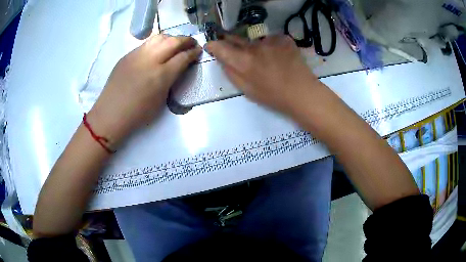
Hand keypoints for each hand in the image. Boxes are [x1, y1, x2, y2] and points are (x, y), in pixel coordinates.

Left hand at [87, 34, 201, 146]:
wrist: (111, 113)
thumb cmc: (137, 114)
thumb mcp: (161, 101)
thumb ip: (171, 81)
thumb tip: (176, 69)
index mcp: (161, 76)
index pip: (183, 57)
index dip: (193, 52)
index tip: (198, 50)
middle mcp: (150, 60)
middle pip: (173, 41)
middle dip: (186, 40)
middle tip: (191, 43)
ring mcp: (137, 55)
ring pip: (159, 37)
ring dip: (171, 38)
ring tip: (175, 43)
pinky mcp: (127, 55)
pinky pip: (146, 44)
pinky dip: (157, 43)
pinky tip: (157, 50)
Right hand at [206, 35, 320, 113]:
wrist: (302, 92)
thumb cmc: (272, 95)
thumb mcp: (246, 89)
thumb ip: (230, 72)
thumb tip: (222, 59)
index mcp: (243, 61)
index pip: (220, 46)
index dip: (213, 45)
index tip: (211, 46)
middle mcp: (254, 46)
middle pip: (235, 38)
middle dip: (230, 42)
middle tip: (233, 48)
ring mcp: (270, 40)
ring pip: (254, 40)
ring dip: (254, 46)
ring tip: (264, 58)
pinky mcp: (283, 38)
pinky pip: (270, 39)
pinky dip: (270, 46)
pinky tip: (278, 56)